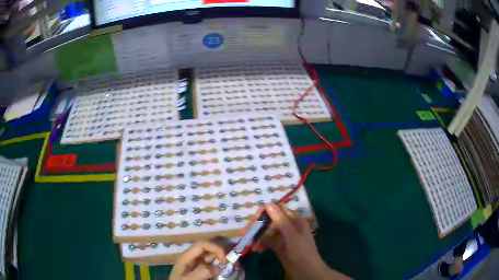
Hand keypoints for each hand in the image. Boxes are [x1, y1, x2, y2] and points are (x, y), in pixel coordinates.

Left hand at [169, 241, 226, 279]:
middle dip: (220, 252)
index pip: (202, 245)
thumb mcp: (188, 279)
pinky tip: (224, 270)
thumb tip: (218, 266)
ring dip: (221, 259)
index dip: (215, 248)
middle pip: (208, 249)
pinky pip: (211, 265)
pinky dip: (219, 266)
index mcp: (186, 257)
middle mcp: (192, 258)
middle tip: (232, 261)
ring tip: (231, 265)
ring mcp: (196, 264)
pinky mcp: (200, 271)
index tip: (225, 259)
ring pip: (211, 257)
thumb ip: (201, 272)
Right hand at [250, 203, 350, 279]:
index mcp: (295, 220)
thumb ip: (280, 220)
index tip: (253, 219)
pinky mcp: (279, 246)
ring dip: (259, 237)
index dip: (266, 213)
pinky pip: (268, 242)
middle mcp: (289, 226)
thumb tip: (268, 203)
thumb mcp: (291, 235)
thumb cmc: (301, 251)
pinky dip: (262, 244)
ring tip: (251, 244)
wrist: (306, 270)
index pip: (278, 211)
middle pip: (271, 222)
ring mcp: (283, 237)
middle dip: (259, 227)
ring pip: (268, 232)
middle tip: (247, 233)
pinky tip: (257, 250)